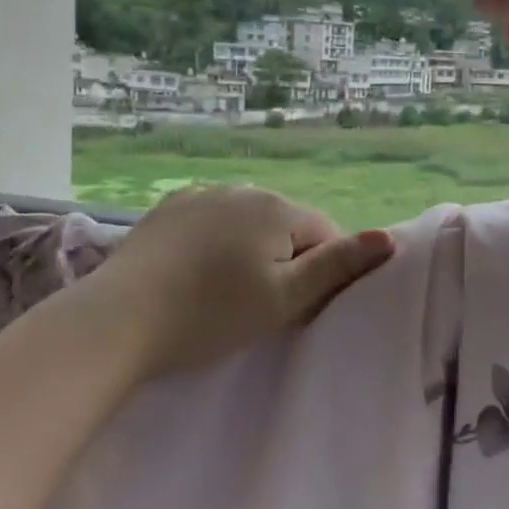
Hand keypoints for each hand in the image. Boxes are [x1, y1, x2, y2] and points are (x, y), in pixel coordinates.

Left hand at [86, 185, 394, 376]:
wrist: (119, 320)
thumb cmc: (212, 314)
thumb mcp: (285, 298)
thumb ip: (339, 266)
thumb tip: (388, 237)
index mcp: (276, 207)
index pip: (325, 234)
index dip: (319, 274)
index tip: (294, 309)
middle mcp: (242, 188)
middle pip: (286, 226)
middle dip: (285, 260)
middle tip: (258, 307)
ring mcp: (200, 194)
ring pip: (247, 224)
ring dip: (249, 251)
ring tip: (223, 294)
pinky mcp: (168, 208)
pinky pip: (211, 222)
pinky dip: (214, 244)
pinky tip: (193, 275)